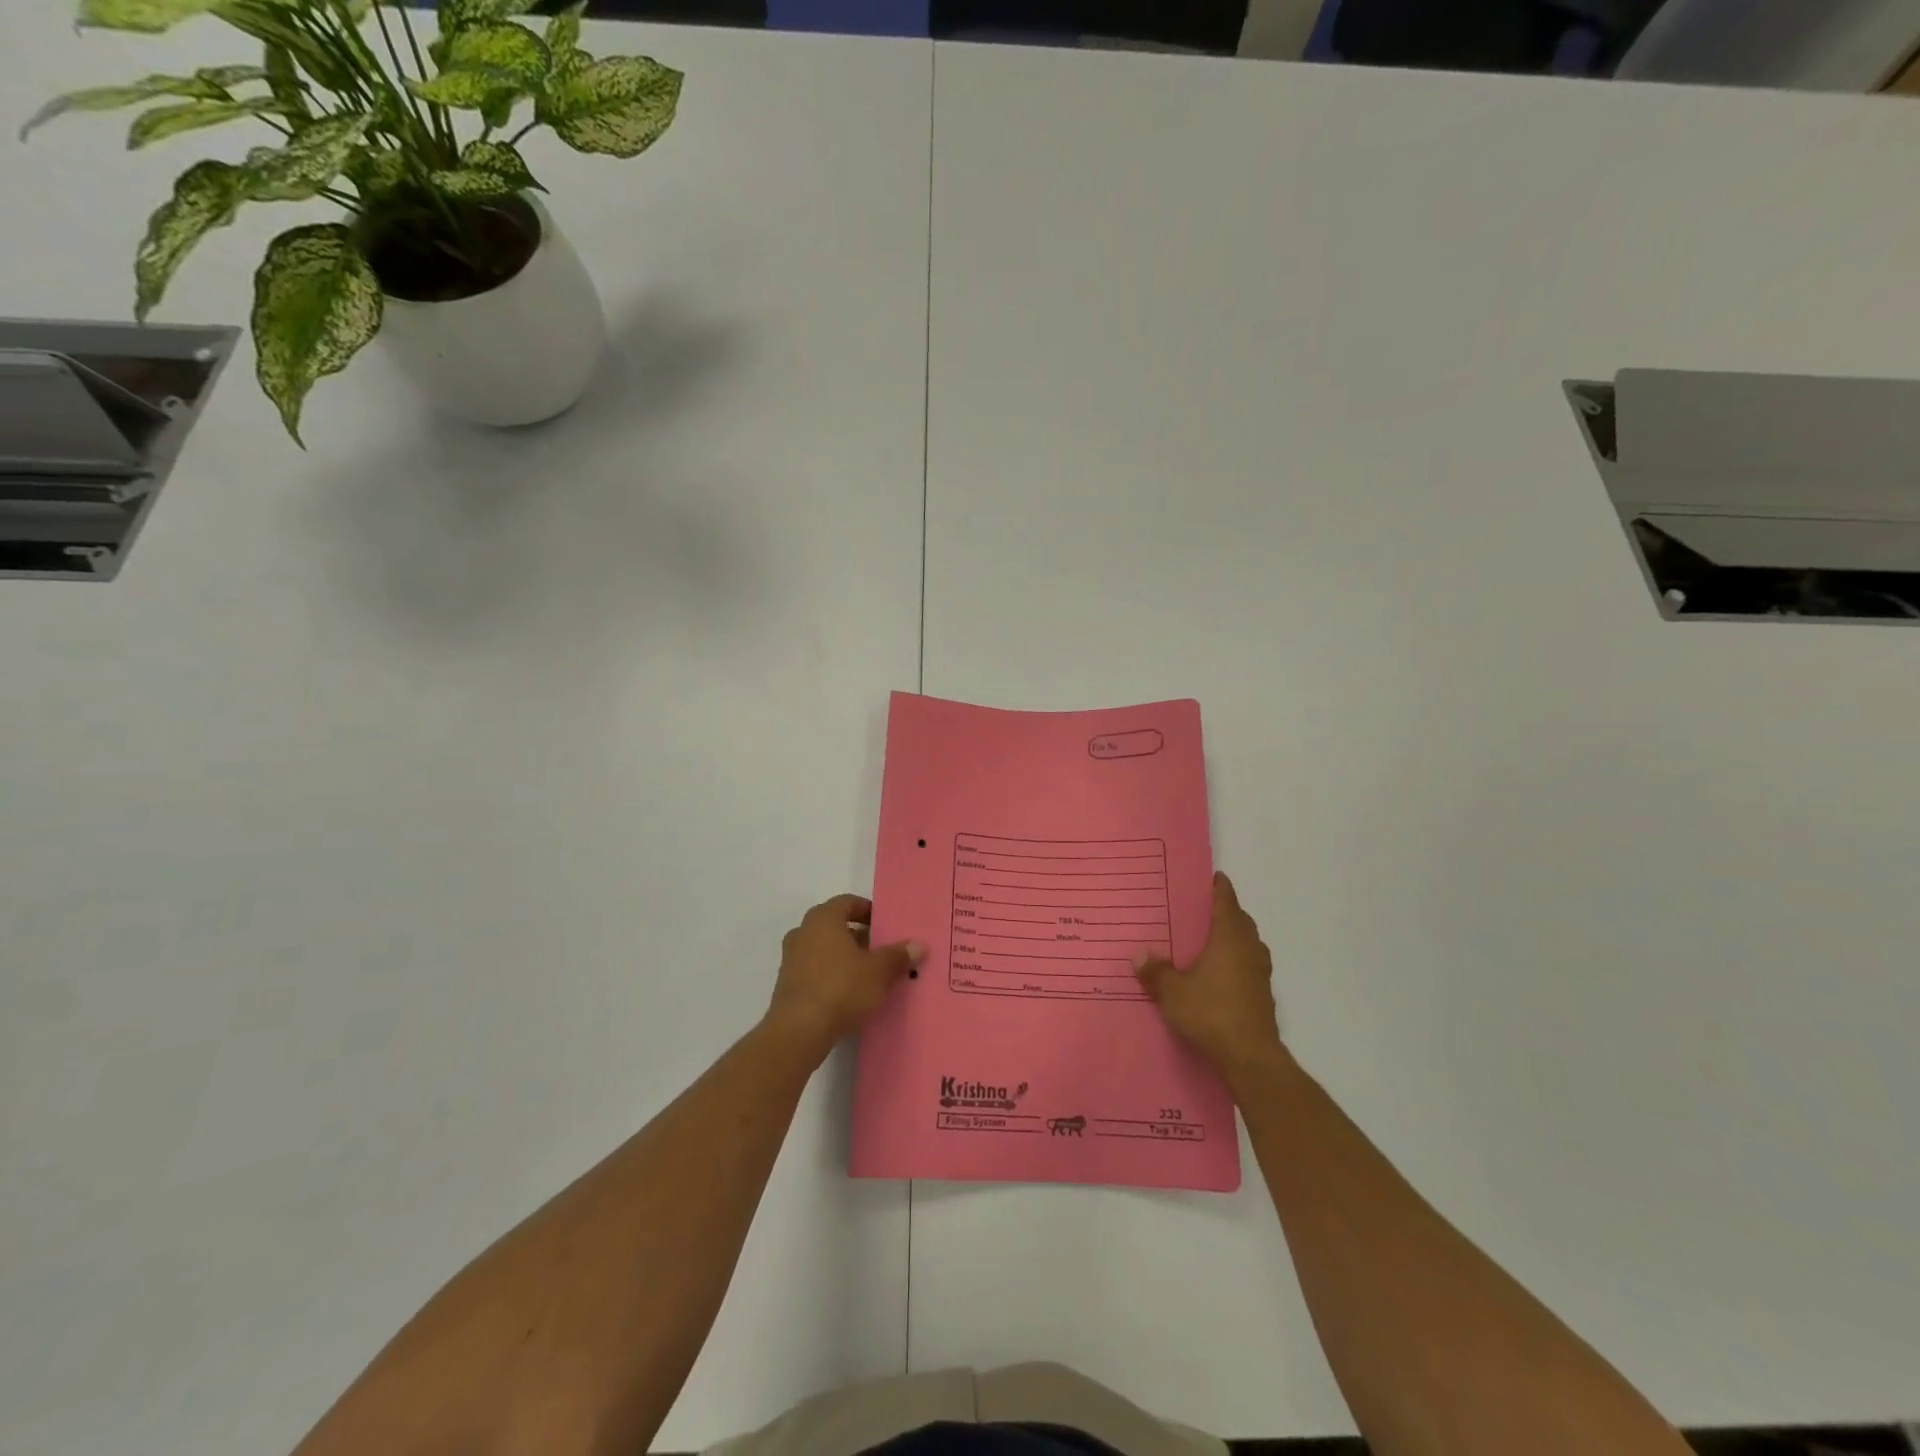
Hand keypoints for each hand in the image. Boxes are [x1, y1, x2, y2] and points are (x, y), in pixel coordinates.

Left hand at [766, 894, 926, 1060]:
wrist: (798, 1031)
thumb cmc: (841, 988)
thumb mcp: (878, 972)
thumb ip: (898, 956)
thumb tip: (919, 945)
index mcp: (823, 919)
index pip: (848, 902)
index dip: (868, 911)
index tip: (885, 926)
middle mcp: (803, 932)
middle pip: (835, 926)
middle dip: (859, 936)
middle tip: (882, 951)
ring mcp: (791, 959)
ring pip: (824, 949)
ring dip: (845, 957)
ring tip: (870, 974)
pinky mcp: (787, 985)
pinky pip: (815, 970)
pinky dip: (832, 975)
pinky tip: (849, 993)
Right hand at [1134, 872, 1282, 1082]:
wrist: (1250, 1059)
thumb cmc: (1211, 1014)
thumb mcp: (1173, 992)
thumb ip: (1156, 971)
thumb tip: (1140, 955)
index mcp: (1229, 937)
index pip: (1226, 900)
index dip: (1218, 887)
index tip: (1209, 877)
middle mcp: (1249, 948)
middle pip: (1240, 920)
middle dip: (1223, 912)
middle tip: (1197, 910)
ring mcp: (1260, 972)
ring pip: (1246, 943)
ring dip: (1231, 938)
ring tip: (1205, 941)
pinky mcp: (1262, 995)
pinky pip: (1247, 965)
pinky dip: (1234, 961)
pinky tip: (1216, 974)